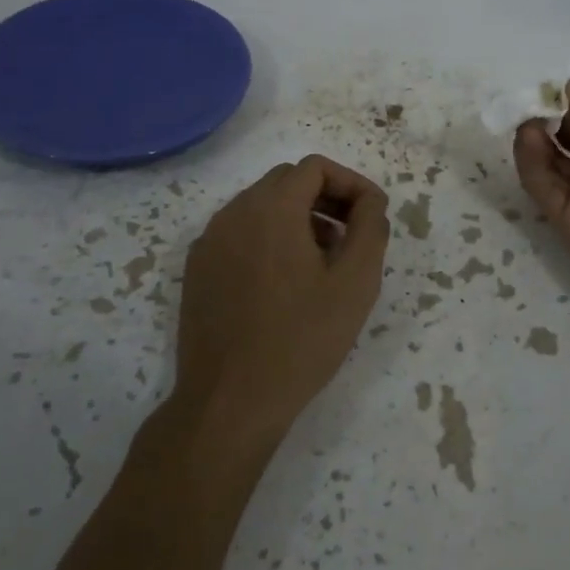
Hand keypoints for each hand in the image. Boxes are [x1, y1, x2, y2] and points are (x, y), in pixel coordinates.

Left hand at [174, 155, 389, 443]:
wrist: (230, 401)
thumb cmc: (302, 338)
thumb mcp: (355, 282)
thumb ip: (370, 227)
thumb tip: (370, 201)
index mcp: (271, 208)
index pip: (315, 168)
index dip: (351, 183)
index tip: (372, 216)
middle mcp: (234, 213)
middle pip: (287, 182)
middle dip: (326, 198)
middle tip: (352, 236)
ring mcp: (210, 242)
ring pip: (261, 207)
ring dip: (298, 219)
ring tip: (323, 262)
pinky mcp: (198, 270)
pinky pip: (240, 234)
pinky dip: (269, 240)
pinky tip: (286, 283)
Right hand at [513, 83, 569, 311]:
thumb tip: (569, 91)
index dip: (569, 105)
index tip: (549, 86)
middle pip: (565, 141)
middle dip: (546, 119)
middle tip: (529, 99)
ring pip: (548, 164)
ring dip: (534, 139)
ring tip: (526, 118)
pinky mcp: (566, 221)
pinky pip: (543, 188)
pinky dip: (531, 164)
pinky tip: (528, 139)